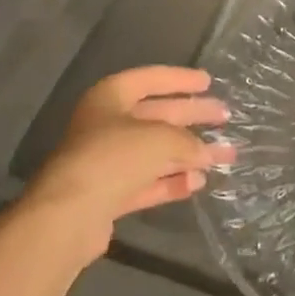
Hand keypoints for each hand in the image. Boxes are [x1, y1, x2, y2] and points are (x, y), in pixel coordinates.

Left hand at [22, 67, 235, 264]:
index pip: (151, 79)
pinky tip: (198, 182)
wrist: (68, 216)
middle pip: (157, 115)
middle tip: (224, 116)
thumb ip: (187, 142)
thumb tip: (205, 152)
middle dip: (192, 116)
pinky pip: (147, 181)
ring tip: (225, 155)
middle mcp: (106, 124)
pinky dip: (171, 180)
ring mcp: (106, 161)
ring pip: (155, 151)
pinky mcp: (108, 195)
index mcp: (111, 96)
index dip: (180, 79)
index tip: (208, 82)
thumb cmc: (113, 157)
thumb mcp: (160, 139)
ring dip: (189, 153)